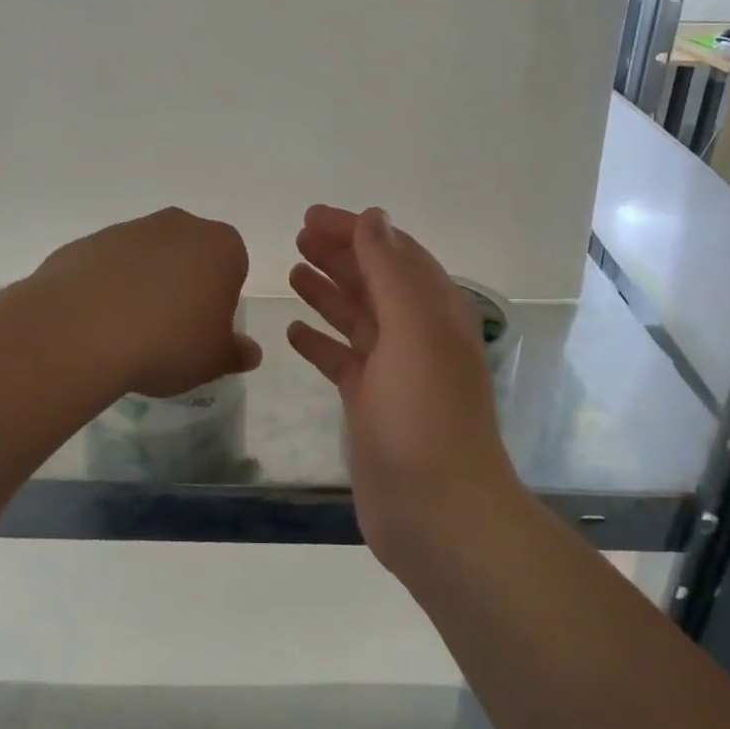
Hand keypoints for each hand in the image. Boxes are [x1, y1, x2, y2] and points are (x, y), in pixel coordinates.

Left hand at [37, 207, 261, 397]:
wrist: (82, 331)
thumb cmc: (168, 342)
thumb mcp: (213, 360)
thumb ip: (235, 353)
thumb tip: (249, 352)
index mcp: (221, 246)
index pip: (233, 267)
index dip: (222, 300)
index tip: (205, 330)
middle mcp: (178, 225)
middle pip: (190, 255)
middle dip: (185, 285)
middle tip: (171, 330)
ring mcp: (129, 229)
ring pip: (147, 258)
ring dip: (144, 285)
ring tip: (129, 331)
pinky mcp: (87, 242)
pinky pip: (108, 266)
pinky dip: (108, 288)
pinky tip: (99, 323)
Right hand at [287, 205, 519, 564]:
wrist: (437, 512)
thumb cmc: (425, 414)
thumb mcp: (413, 330)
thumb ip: (391, 271)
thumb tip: (375, 218)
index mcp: (435, 311)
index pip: (394, 253)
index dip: (357, 230)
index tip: (312, 216)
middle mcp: (416, 335)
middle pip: (374, 281)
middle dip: (339, 255)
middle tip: (297, 237)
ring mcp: (393, 372)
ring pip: (356, 318)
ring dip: (328, 291)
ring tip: (292, 271)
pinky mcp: (371, 405)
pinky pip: (342, 360)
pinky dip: (319, 342)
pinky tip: (293, 331)